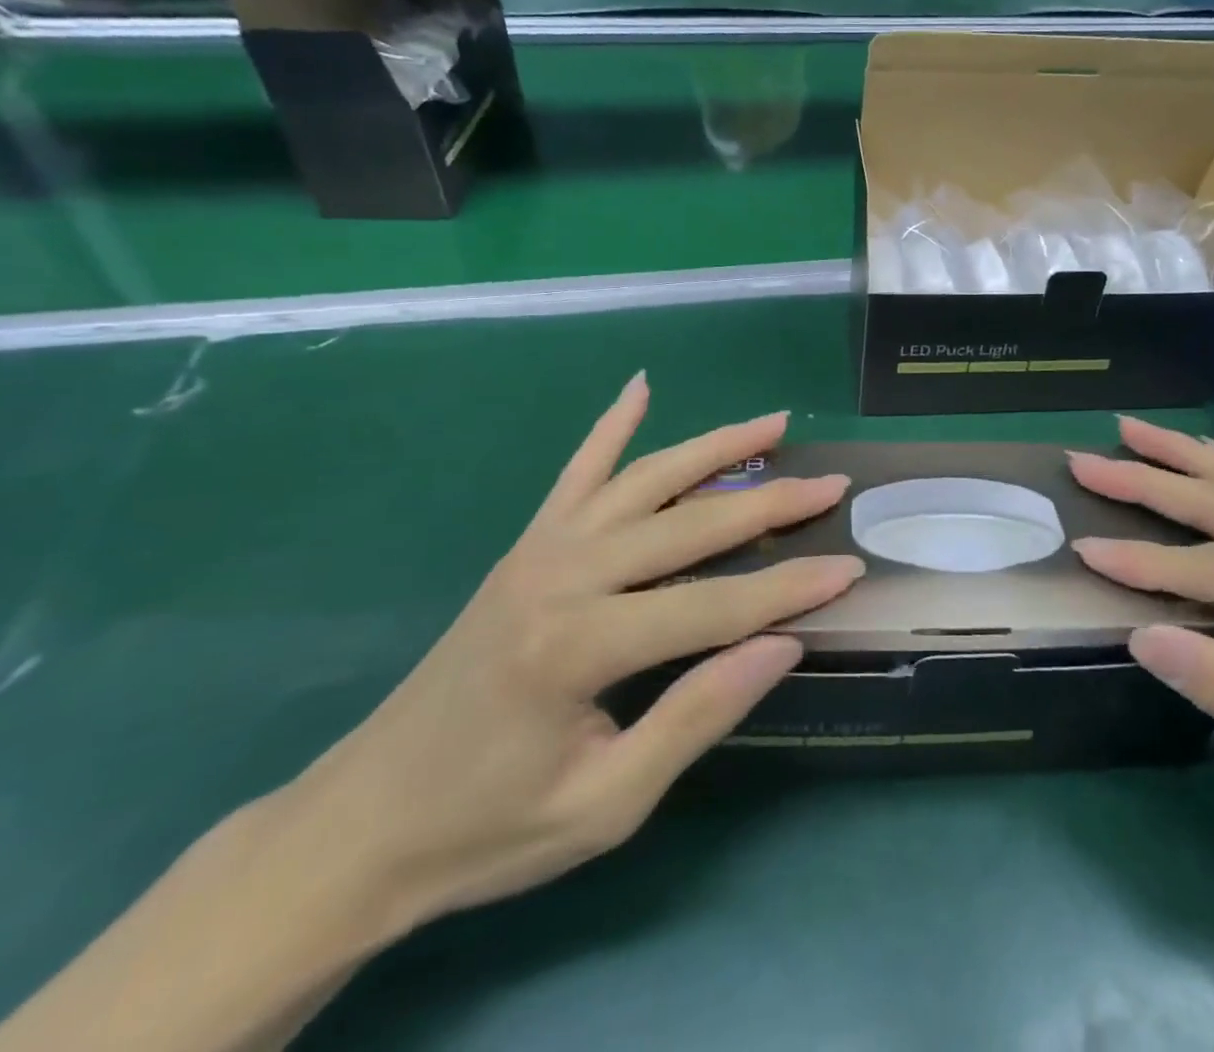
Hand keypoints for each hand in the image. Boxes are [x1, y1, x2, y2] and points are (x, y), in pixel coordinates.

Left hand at [277, 373, 861, 933]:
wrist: (363, 824)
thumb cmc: (489, 828)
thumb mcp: (606, 805)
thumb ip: (697, 716)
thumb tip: (782, 644)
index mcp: (582, 645)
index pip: (714, 604)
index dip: (789, 588)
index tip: (851, 569)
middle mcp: (564, 574)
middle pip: (690, 523)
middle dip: (770, 501)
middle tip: (832, 481)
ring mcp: (541, 549)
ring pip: (645, 479)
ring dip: (715, 446)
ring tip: (773, 423)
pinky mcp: (525, 545)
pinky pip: (576, 472)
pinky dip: (611, 427)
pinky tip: (640, 386)